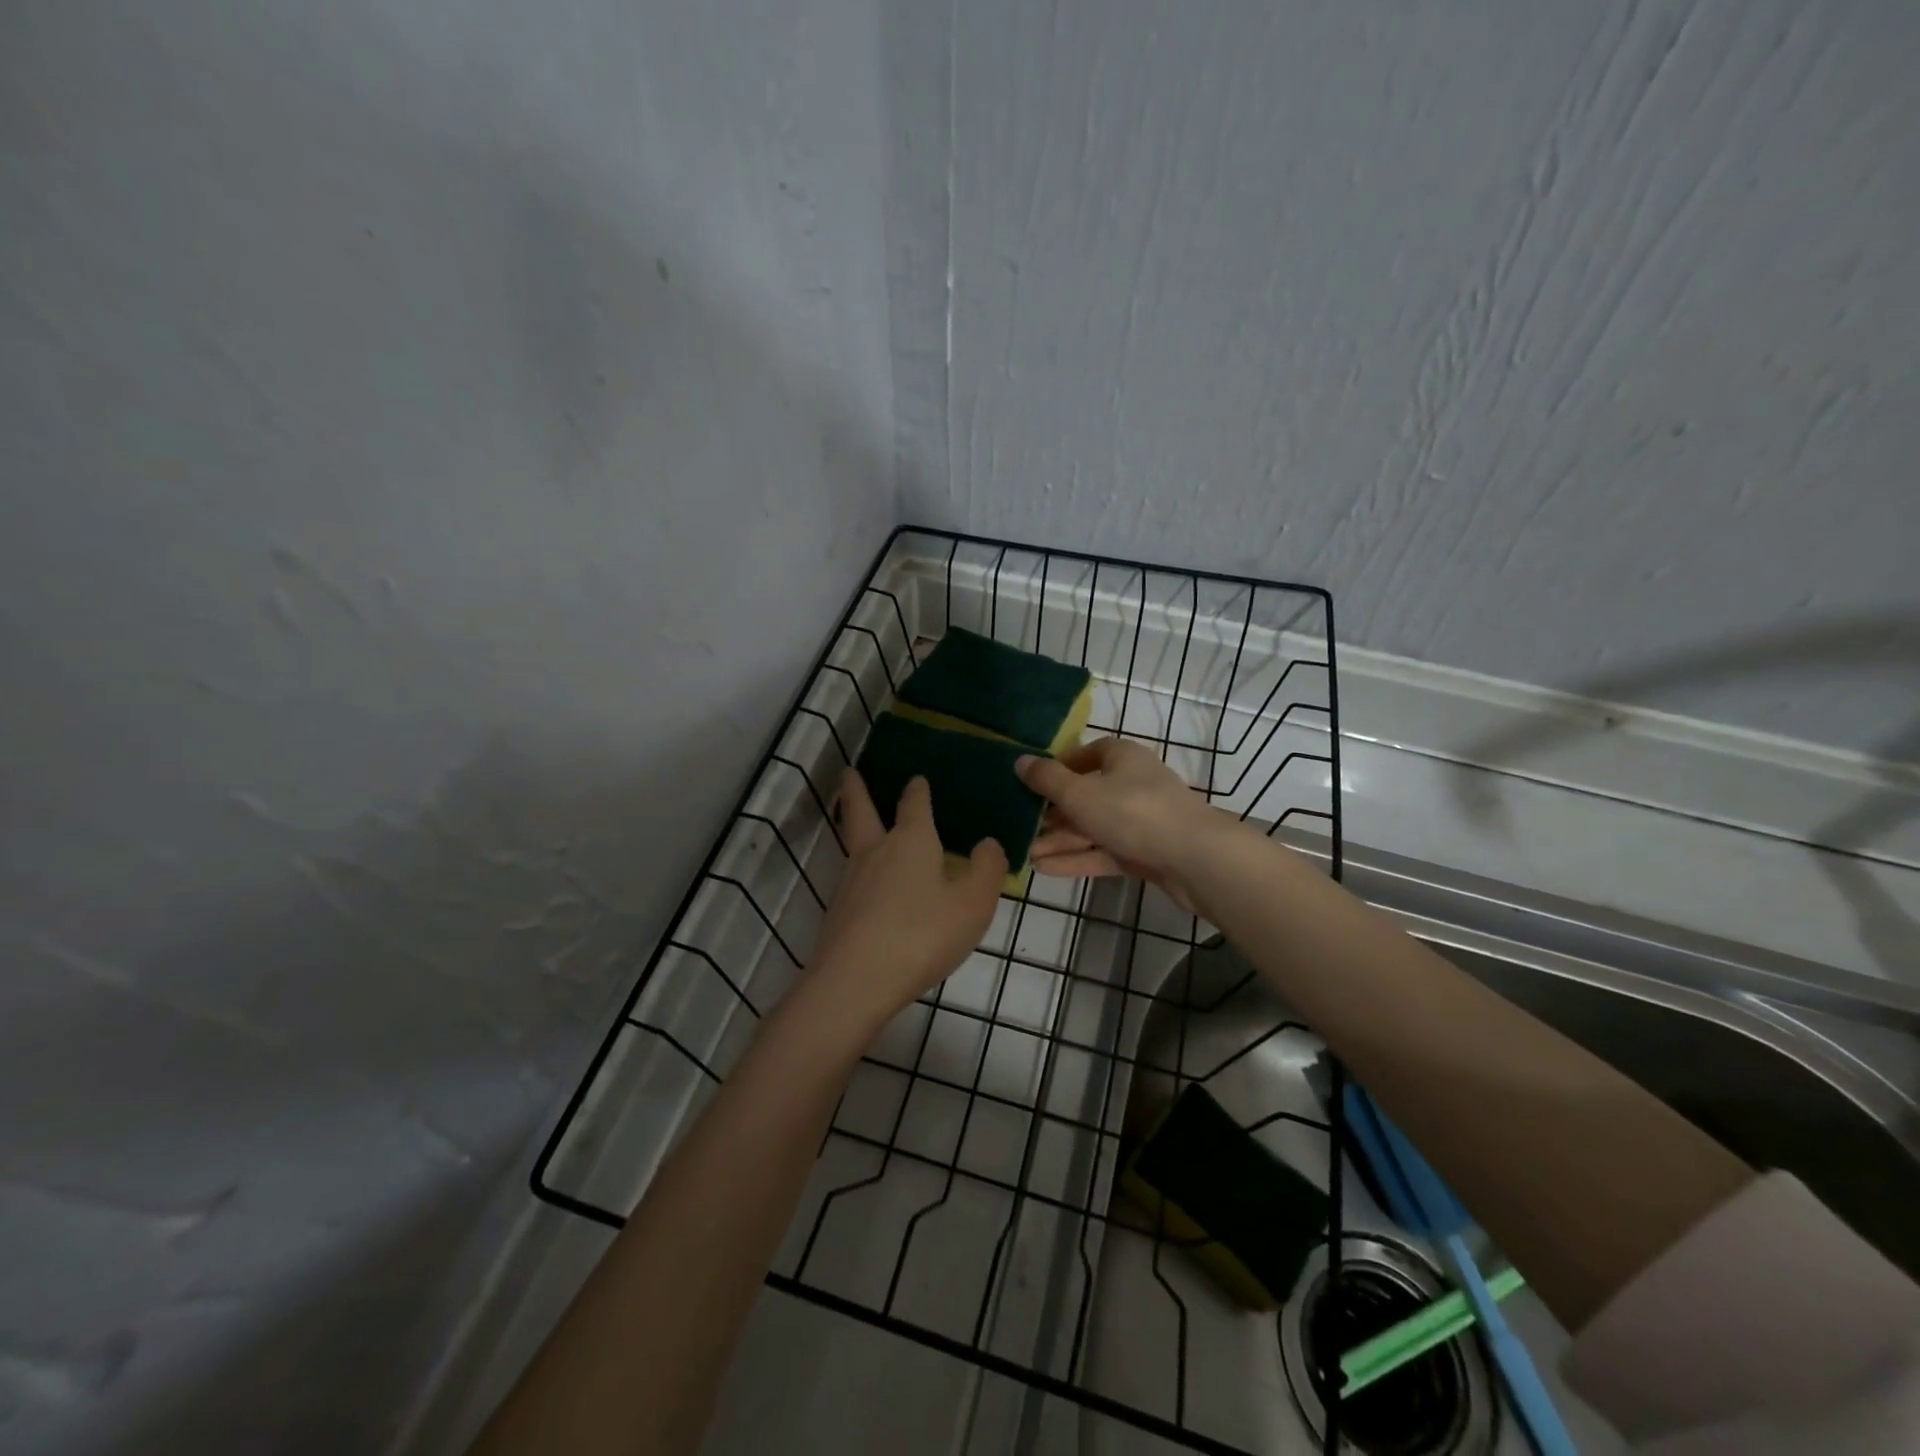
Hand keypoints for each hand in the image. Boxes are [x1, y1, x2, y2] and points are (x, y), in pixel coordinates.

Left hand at [802, 770, 1007, 1033]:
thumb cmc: (923, 934)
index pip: (914, 804)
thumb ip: (987, 870)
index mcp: (911, 841)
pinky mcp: (838, 911)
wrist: (856, 981)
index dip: (917, 790)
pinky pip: (851, 876)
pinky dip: (859, 867)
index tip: (917, 778)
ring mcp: (851, 881)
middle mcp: (876, 852)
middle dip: (857, 790)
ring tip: (858, 820)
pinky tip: (868, 884)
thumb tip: (988, 843)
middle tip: (849, 772)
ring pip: (852, 842)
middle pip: (861, 810)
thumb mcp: (973, 904)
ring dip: (852, 823)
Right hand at [1016, 738, 1228, 912]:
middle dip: (1054, 812)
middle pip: (1087, 794)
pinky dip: (1078, 859)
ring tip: (1026, 854)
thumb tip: (1020, 761)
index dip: (1061, 765)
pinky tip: (1045, 870)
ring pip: (1094, 827)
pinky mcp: (1146, 853)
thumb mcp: (1081, 794)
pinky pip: (1105, 853)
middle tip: (1022, 825)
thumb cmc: (1134, 813)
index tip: (1034, 781)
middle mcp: (1133, 784)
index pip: (1089, 753)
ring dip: (1061, 840)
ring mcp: (1141, 821)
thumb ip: (1047, 780)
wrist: (1197, 859)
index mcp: (1123, 758)